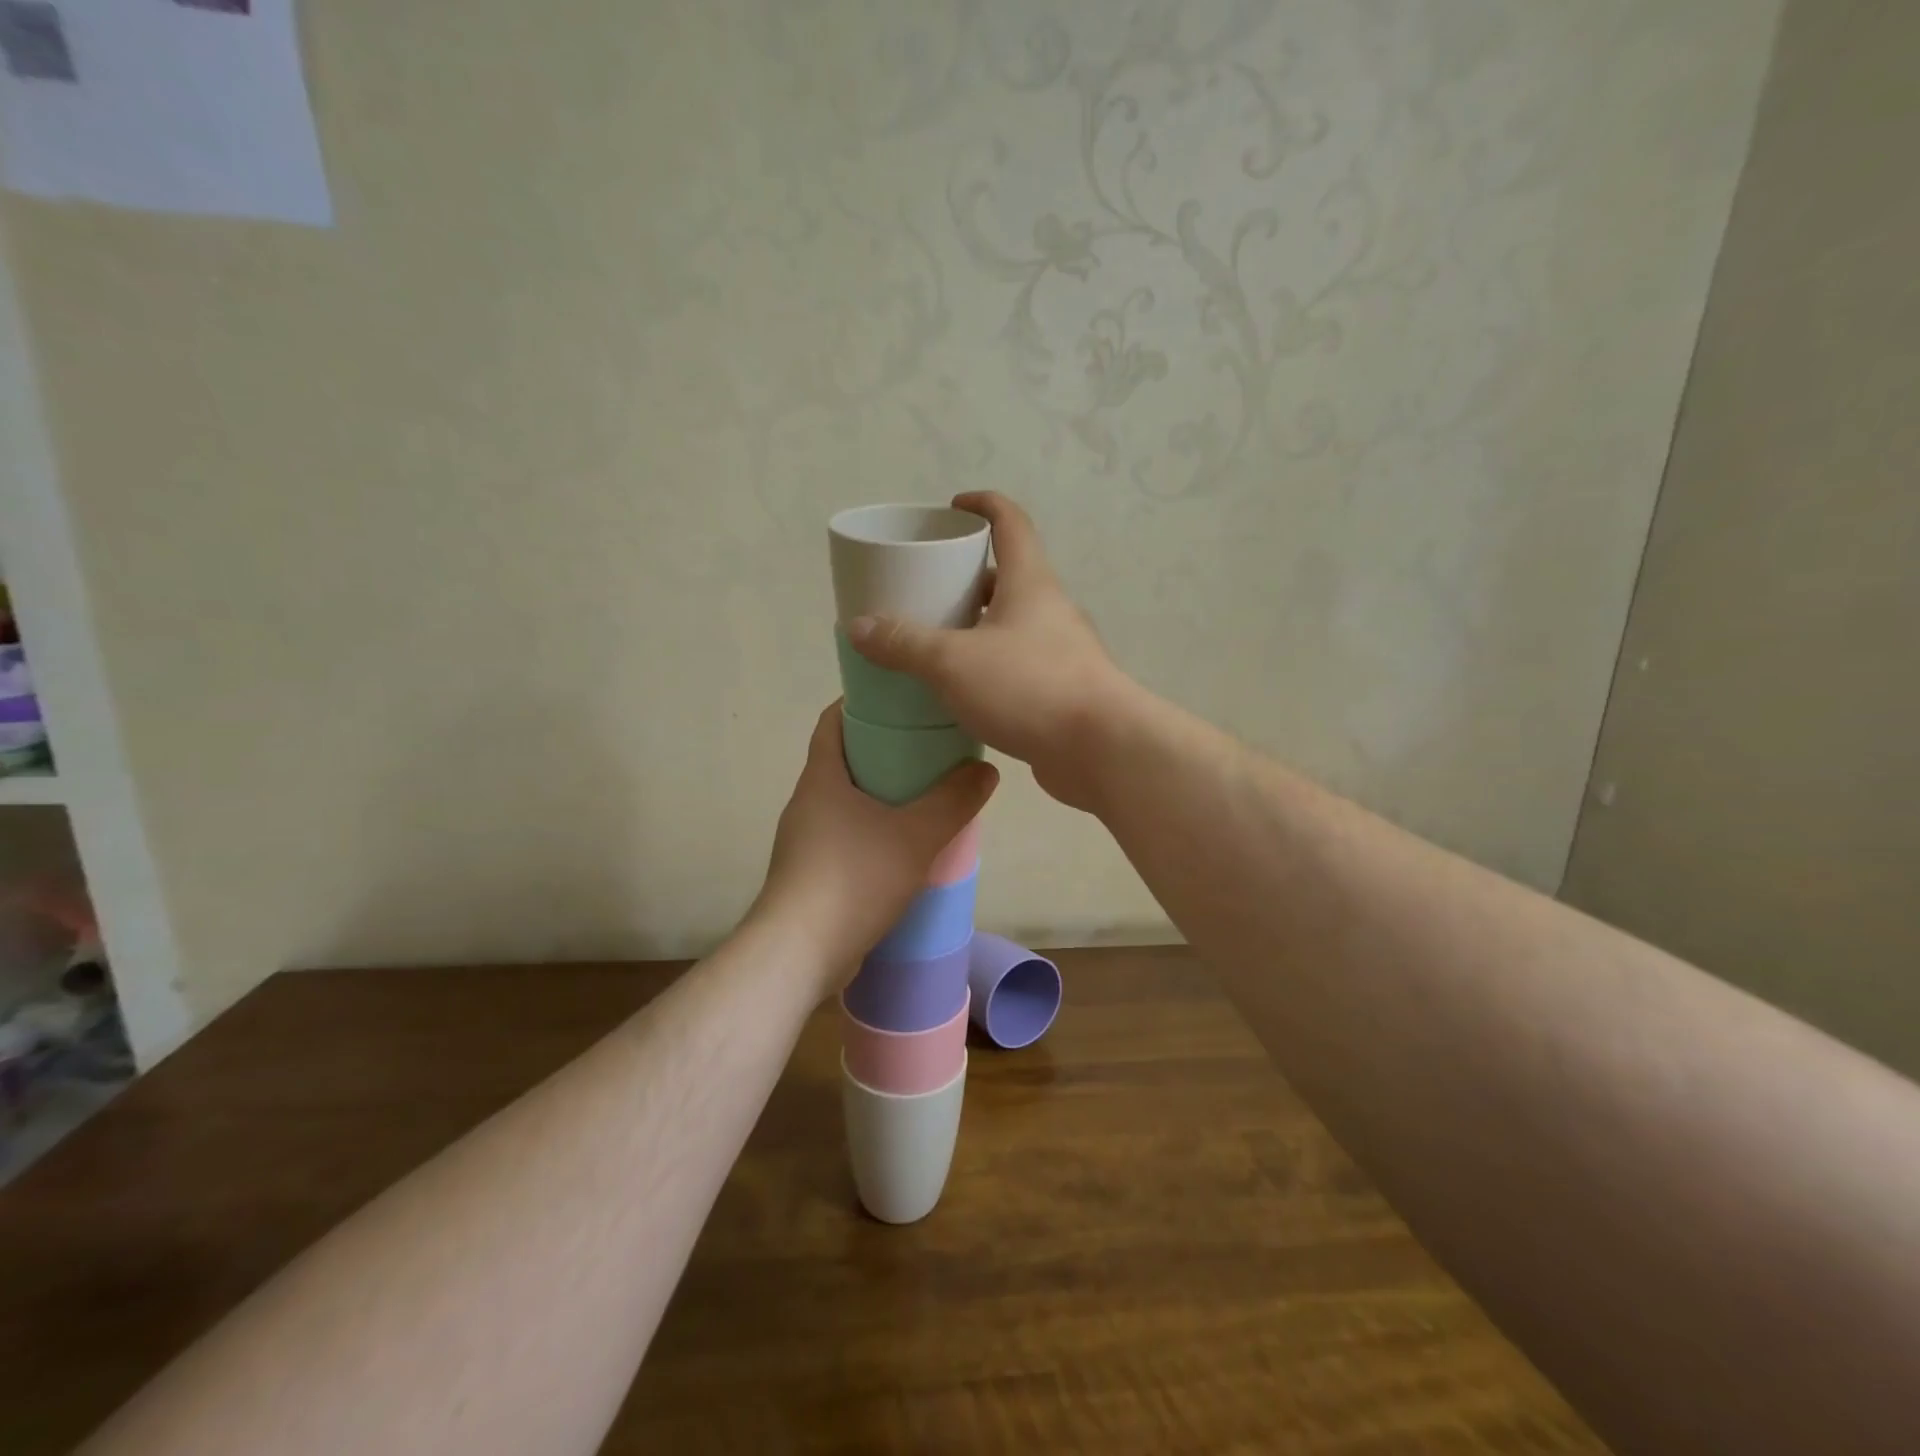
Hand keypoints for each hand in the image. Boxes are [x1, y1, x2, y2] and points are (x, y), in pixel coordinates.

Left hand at [753, 704, 997, 988]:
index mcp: (821, 779)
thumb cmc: (854, 878)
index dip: (860, 703)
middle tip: (927, 750)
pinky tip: (903, 850)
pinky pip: (845, 839)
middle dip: (882, 751)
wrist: (799, 953)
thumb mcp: (916, 835)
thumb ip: (954, 800)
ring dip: (879, 796)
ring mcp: (804, 842)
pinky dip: (872, 833)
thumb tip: (985, 769)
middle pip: (842, 761)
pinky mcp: (809, 876)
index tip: (899, 700)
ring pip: (845, 803)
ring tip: (924, 799)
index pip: (832, 721)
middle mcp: (806, 804)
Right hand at [845, 491, 1133, 810]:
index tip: (953, 507)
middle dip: (967, 577)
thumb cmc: (1029, 687)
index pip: (1010, 523)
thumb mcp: (953, 662)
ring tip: (934, 642)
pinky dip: (989, 668)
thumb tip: (858, 627)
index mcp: (1030, 583)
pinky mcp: (1061, 691)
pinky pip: (1017, 666)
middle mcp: (1049, 610)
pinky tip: (962, 691)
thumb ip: (904, 644)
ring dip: (977, 627)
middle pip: (1007, 577)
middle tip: (927, 589)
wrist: (1102, 749)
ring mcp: (1061, 652)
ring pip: (1012, 626)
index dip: (983, 505)